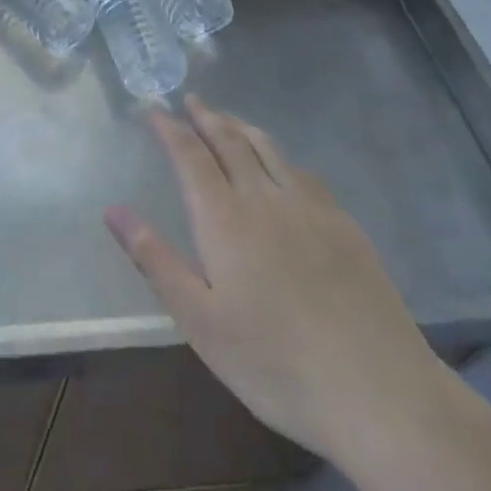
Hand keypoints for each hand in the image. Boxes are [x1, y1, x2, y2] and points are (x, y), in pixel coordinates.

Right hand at [105, 95, 454, 464]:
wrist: (378, 391)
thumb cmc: (274, 363)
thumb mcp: (199, 320)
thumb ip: (154, 259)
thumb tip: (112, 209)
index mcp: (224, 218)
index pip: (190, 155)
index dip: (169, 128)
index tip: (152, 107)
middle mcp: (264, 198)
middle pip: (230, 141)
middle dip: (206, 117)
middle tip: (190, 99)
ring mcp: (310, 208)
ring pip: (269, 149)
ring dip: (242, 127)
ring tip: (226, 118)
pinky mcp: (345, 226)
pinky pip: (302, 172)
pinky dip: (279, 156)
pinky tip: (282, 167)